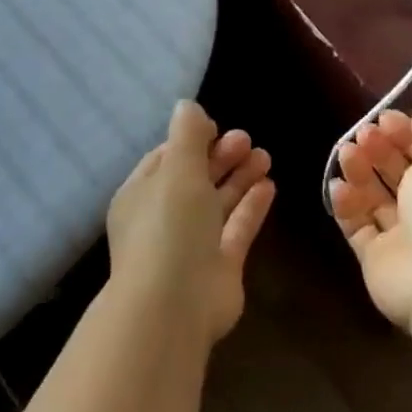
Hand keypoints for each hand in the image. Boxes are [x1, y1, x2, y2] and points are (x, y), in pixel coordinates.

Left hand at [106, 100, 275, 341]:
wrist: (174, 304)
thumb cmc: (168, 225)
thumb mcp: (177, 168)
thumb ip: (187, 135)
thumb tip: (188, 106)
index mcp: (141, 195)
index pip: (165, 159)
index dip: (191, 141)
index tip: (217, 126)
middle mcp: (164, 218)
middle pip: (195, 179)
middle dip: (221, 157)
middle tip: (247, 139)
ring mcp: (192, 244)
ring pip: (218, 202)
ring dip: (240, 177)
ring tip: (265, 155)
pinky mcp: (220, 266)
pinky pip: (237, 228)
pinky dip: (252, 206)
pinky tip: (270, 185)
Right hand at [329, 99, 411, 329]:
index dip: (404, 134)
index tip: (382, 118)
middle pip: (399, 174)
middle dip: (379, 151)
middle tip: (360, 136)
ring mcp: (403, 238)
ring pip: (375, 198)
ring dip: (360, 173)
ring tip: (345, 155)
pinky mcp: (377, 259)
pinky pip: (358, 226)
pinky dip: (347, 205)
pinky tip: (337, 188)